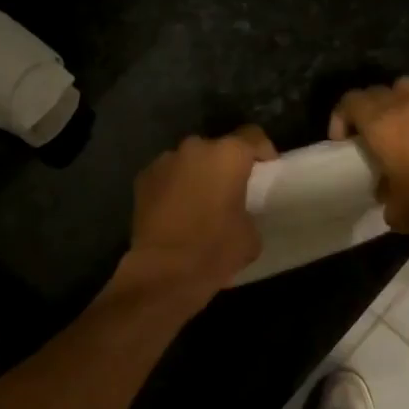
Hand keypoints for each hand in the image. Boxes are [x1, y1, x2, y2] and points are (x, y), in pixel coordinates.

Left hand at [123, 127, 277, 301]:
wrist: (164, 272)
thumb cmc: (215, 250)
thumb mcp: (250, 235)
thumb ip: (247, 211)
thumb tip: (238, 213)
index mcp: (228, 156)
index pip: (253, 136)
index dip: (263, 150)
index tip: (267, 169)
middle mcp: (195, 148)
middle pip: (217, 148)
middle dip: (225, 165)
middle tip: (230, 190)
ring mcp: (164, 161)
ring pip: (189, 161)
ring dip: (197, 175)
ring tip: (200, 202)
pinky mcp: (142, 179)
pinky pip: (166, 176)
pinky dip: (174, 187)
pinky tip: (176, 211)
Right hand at [331, 78, 408, 235]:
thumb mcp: (395, 210)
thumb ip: (383, 192)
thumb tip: (385, 187)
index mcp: (381, 123)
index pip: (349, 102)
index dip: (340, 119)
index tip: (344, 143)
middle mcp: (406, 102)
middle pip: (376, 91)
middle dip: (368, 110)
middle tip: (371, 136)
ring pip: (407, 87)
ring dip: (398, 102)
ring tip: (403, 126)